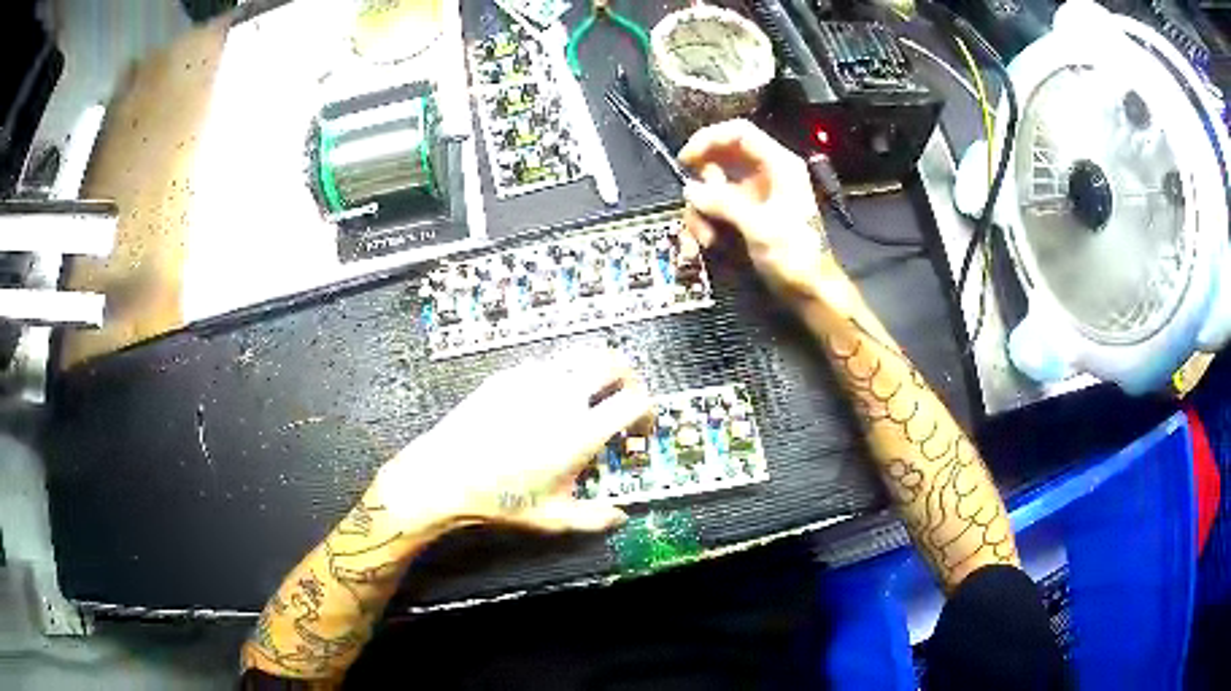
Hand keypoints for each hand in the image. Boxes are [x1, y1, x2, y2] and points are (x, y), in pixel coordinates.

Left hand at [375, 349, 648, 533]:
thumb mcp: (554, 518)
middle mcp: (561, 397)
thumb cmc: (500, 501)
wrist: (445, 476)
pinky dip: (558, 375)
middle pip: (612, 363)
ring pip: (578, 356)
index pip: (633, 401)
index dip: (647, 410)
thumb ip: (595, 518)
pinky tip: (546, 399)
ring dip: (594, 370)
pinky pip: (543, 365)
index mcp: (580, 430)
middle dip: (628, 375)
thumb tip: (620, 516)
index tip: (641, 426)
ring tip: (590, 392)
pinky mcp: (507, 377)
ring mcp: (532, 381)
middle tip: (626, 393)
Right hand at [679, 119, 842, 297]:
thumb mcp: (760, 227)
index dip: (709, 139)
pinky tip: (705, 243)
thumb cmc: (796, 256)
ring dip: (701, 210)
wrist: (811, 291)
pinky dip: (706, 222)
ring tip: (703, 238)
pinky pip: (716, 207)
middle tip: (696, 206)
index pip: (740, 133)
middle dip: (702, 184)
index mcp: (779, 165)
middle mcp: (765, 173)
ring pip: (713, 186)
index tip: (685, 159)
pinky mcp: (746, 214)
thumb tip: (690, 190)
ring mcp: (755, 194)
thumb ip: (724, 203)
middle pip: (721, 158)